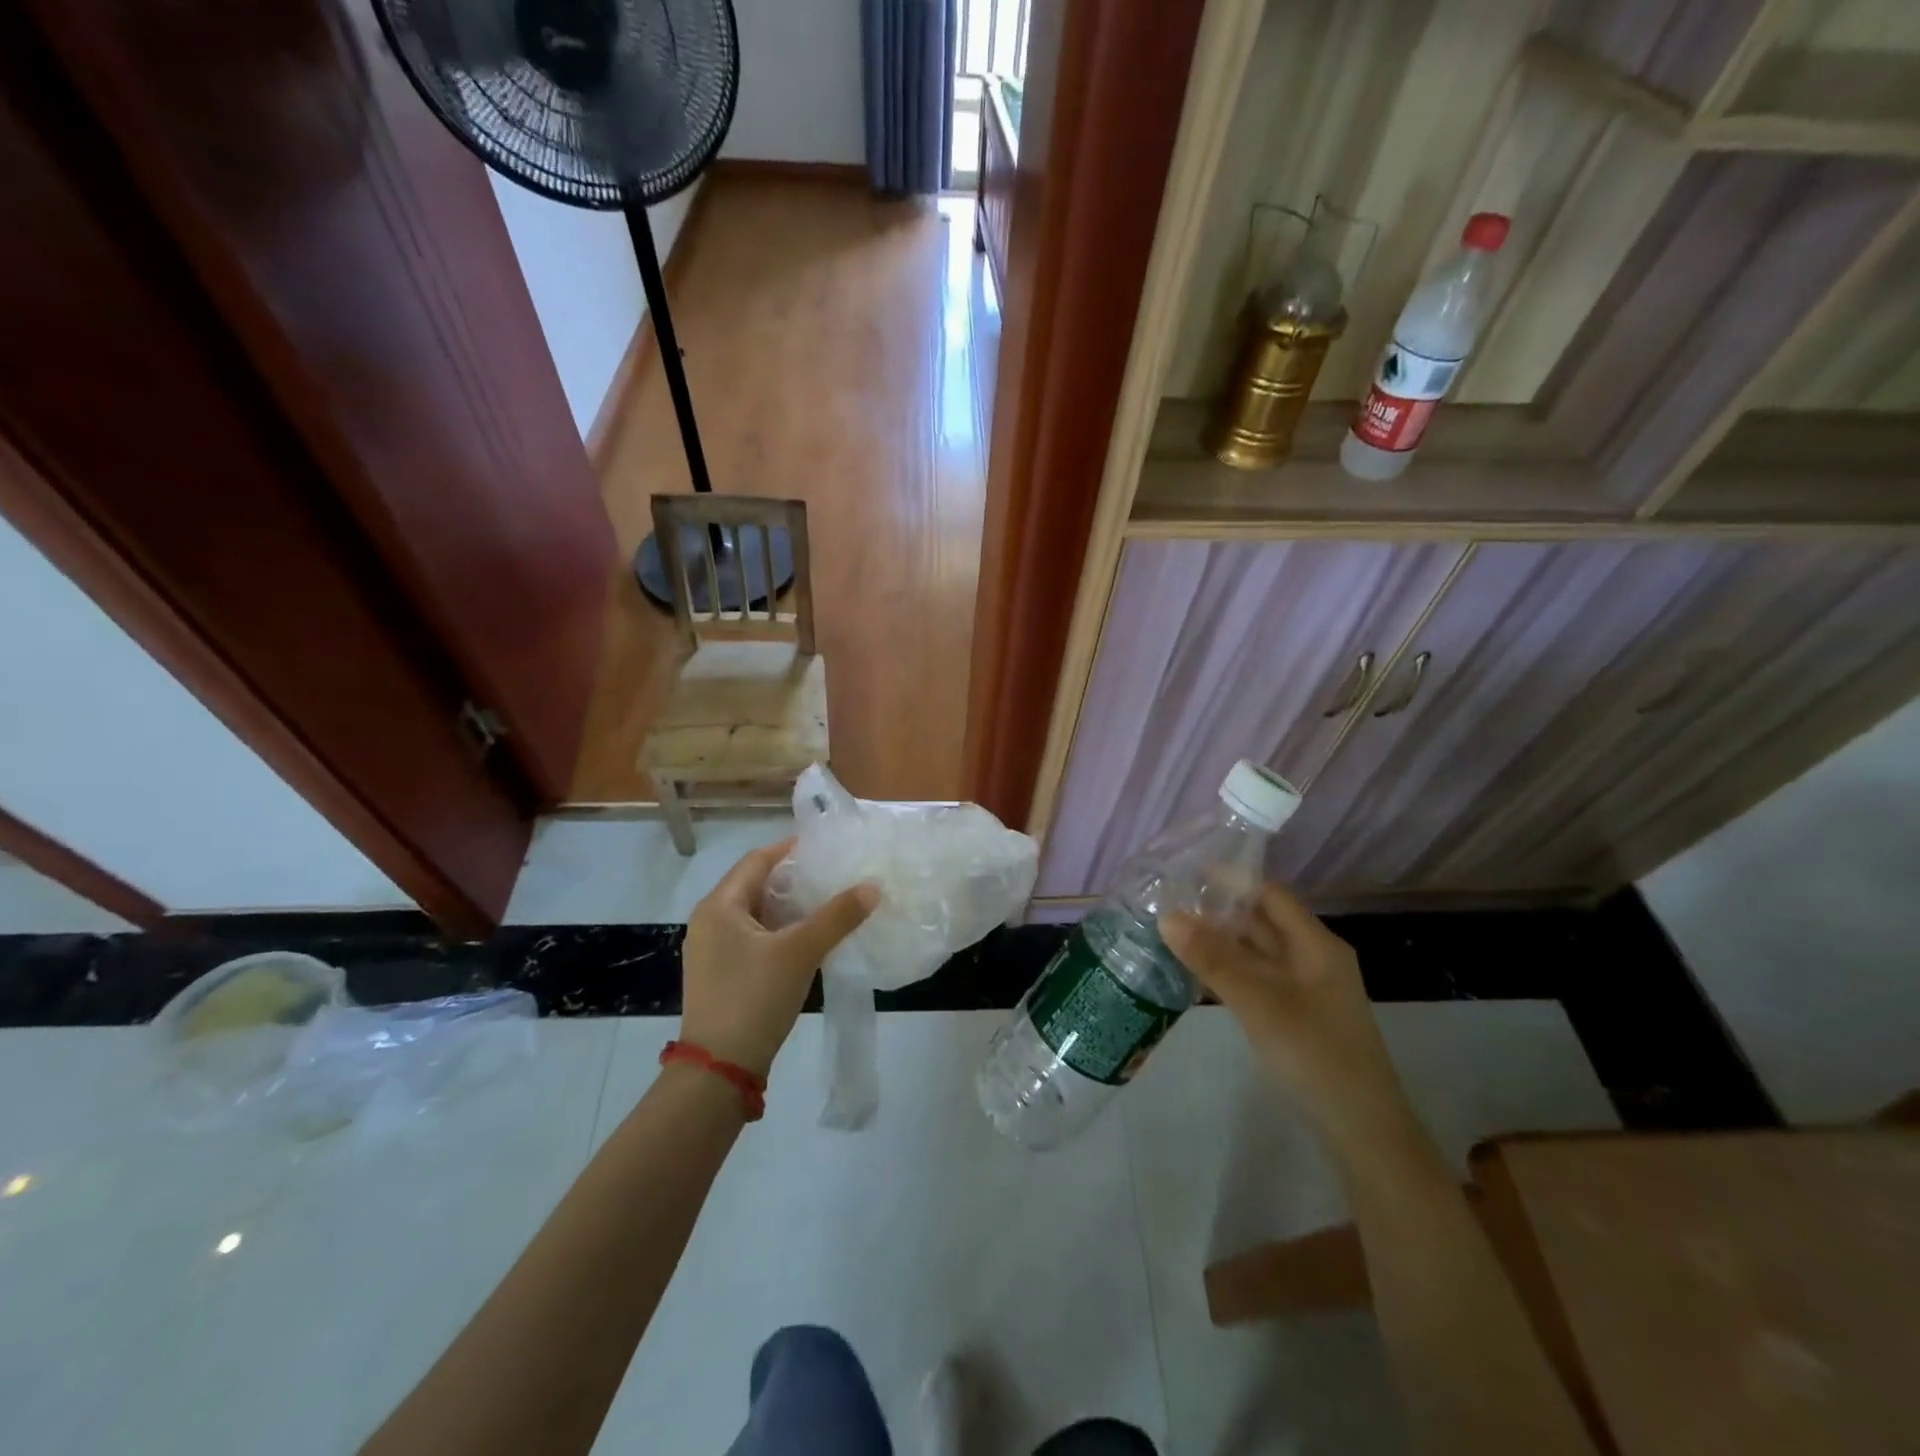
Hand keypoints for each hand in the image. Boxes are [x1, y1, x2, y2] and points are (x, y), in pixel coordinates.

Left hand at [680, 839, 878, 1077]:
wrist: (719, 1069)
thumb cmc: (754, 998)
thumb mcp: (800, 952)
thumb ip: (837, 916)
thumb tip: (872, 887)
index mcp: (719, 906)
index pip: (758, 860)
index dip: (792, 849)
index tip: (828, 847)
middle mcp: (710, 921)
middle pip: (757, 885)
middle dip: (796, 879)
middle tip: (836, 874)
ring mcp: (713, 951)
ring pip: (758, 914)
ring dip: (791, 908)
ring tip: (831, 903)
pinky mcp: (722, 975)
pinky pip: (755, 938)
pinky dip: (782, 932)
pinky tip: (811, 939)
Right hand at [1161, 881, 1418, 1156]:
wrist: (1363, 1133)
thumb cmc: (1315, 1055)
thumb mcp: (1259, 1002)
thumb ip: (1213, 959)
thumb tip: (1167, 916)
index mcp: (1316, 945)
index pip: (1270, 894)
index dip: (1230, 880)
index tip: (1185, 873)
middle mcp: (1313, 959)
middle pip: (1262, 922)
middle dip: (1218, 911)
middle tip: (1168, 904)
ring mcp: (1306, 990)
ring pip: (1257, 953)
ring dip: (1220, 943)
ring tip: (1172, 934)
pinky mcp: (1297, 1017)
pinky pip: (1257, 980)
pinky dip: (1228, 972)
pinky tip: (1196, 975)